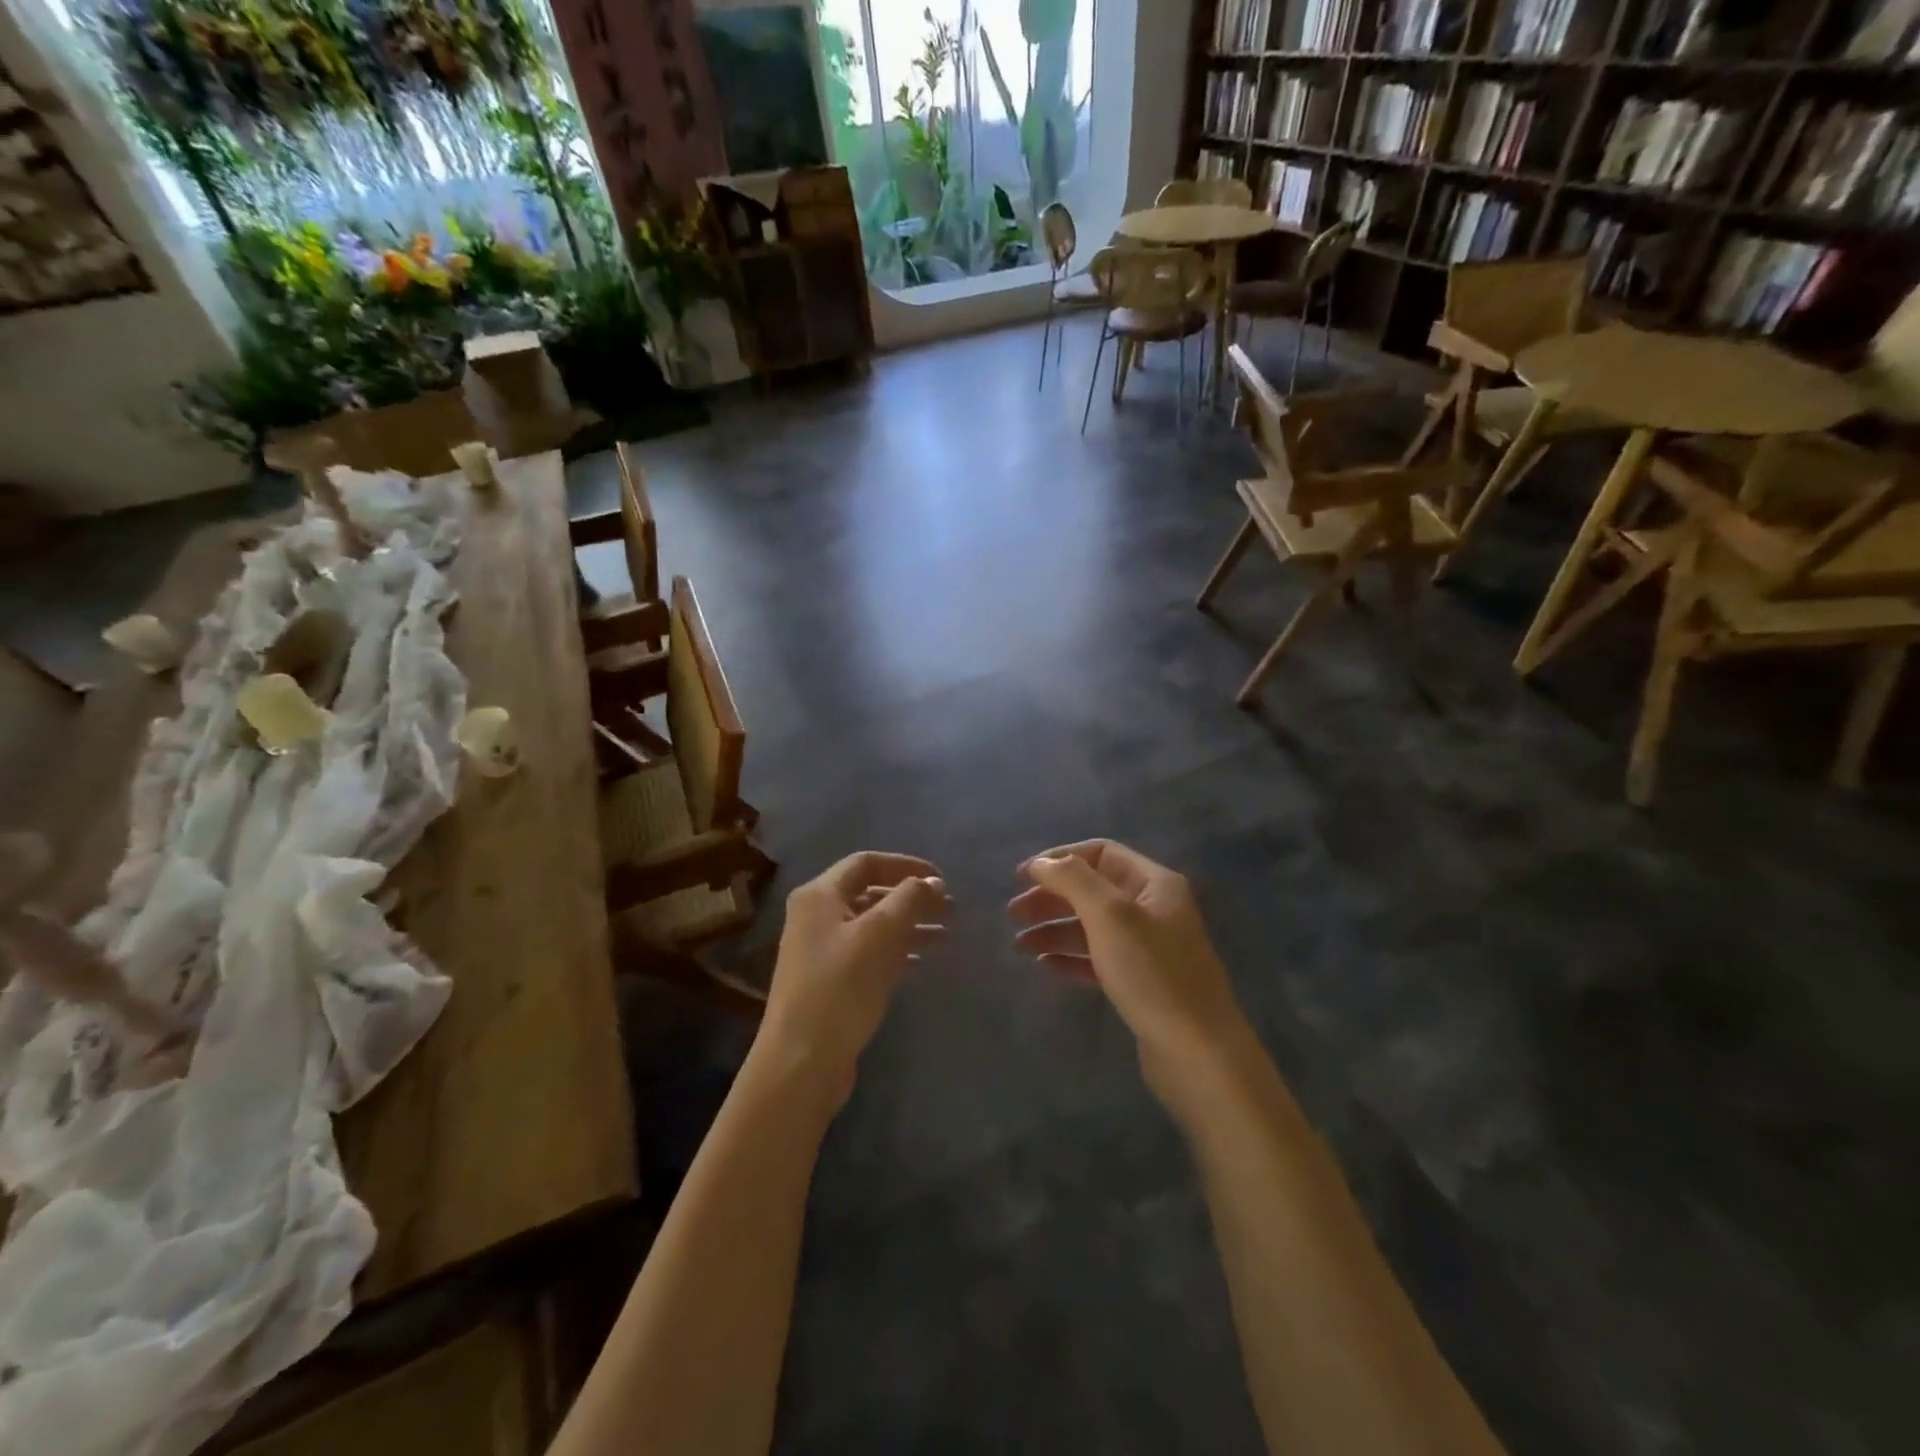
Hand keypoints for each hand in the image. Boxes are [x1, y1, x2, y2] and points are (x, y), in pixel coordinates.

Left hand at [762, 852, 947, 1101]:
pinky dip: (895, 949)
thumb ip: (909, 899)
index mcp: (819, 895)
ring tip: (945, 935)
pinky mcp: (828, 981)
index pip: (866, 863)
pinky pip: (867, 952)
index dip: (906, 865)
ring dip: (908, 925)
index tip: (940, 878)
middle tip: (949, 909)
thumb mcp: (880, 934)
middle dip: (910, 897)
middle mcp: (815, 916)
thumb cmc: (841, 986)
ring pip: (871, 925)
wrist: (802, 1060)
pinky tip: (921, 959)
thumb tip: (932, 881)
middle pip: (869, 893)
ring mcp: (820, 950)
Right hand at [1008, 840, 1250, 1091]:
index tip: (1021, 877)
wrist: (1198, 1053)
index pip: (1100, 853)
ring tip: (1020, 945)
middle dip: (1051, 897)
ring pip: (1092, 926)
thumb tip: (1040, 863)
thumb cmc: (1153, 973)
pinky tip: (1044, 964)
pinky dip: (1070, 957)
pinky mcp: (1140, 983)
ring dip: (1054, 929)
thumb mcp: (1110, 915)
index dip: (1060, 859)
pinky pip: (1098, 959)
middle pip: (1093, 889)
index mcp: (1154, 883)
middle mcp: (1153, 909)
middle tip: (1013, 913)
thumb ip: (1073, 880)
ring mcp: (1148, 948)